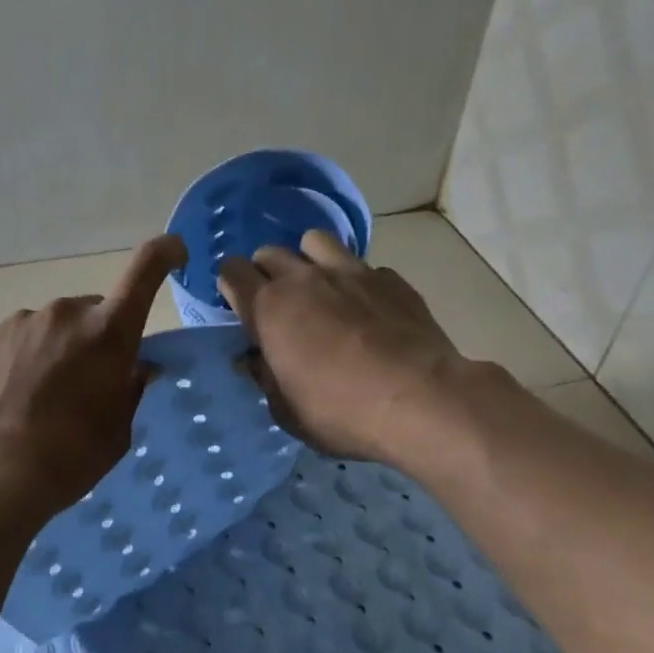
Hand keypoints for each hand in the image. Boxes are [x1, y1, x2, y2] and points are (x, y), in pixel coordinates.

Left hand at [0, 234, 188, 520]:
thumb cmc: (69, 457)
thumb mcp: (118, 430)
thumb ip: (129, 388)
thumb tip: (134, 367)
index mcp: (107, 331)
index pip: (145, 270)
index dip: (163, 253)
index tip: (174, 251)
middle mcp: (64, 312)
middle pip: (90, 313)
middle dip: (92, 338)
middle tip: (81, 384)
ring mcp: (19, 321)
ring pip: (48, 328)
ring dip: (51, 351)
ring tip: (35, 400)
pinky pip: (12, 341)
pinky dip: (16, 361)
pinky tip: (5, 398)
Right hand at [217, 230, 464, 466]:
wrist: (421, 400)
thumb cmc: (341, 411)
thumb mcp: (287, 410)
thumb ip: (264, 378)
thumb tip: (253, 360)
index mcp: (269, 307)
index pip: (232, 271)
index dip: (232, 285)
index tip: (241, 307)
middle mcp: (303, 278)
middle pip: (269, 252)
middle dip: (266, 272)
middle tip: (279, 304)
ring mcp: (350, 272)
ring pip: (314, 241)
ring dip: (309, 259)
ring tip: (320, 287)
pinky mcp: (390, 279)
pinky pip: (364, 267)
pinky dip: (358, 282)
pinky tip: (369, 308)